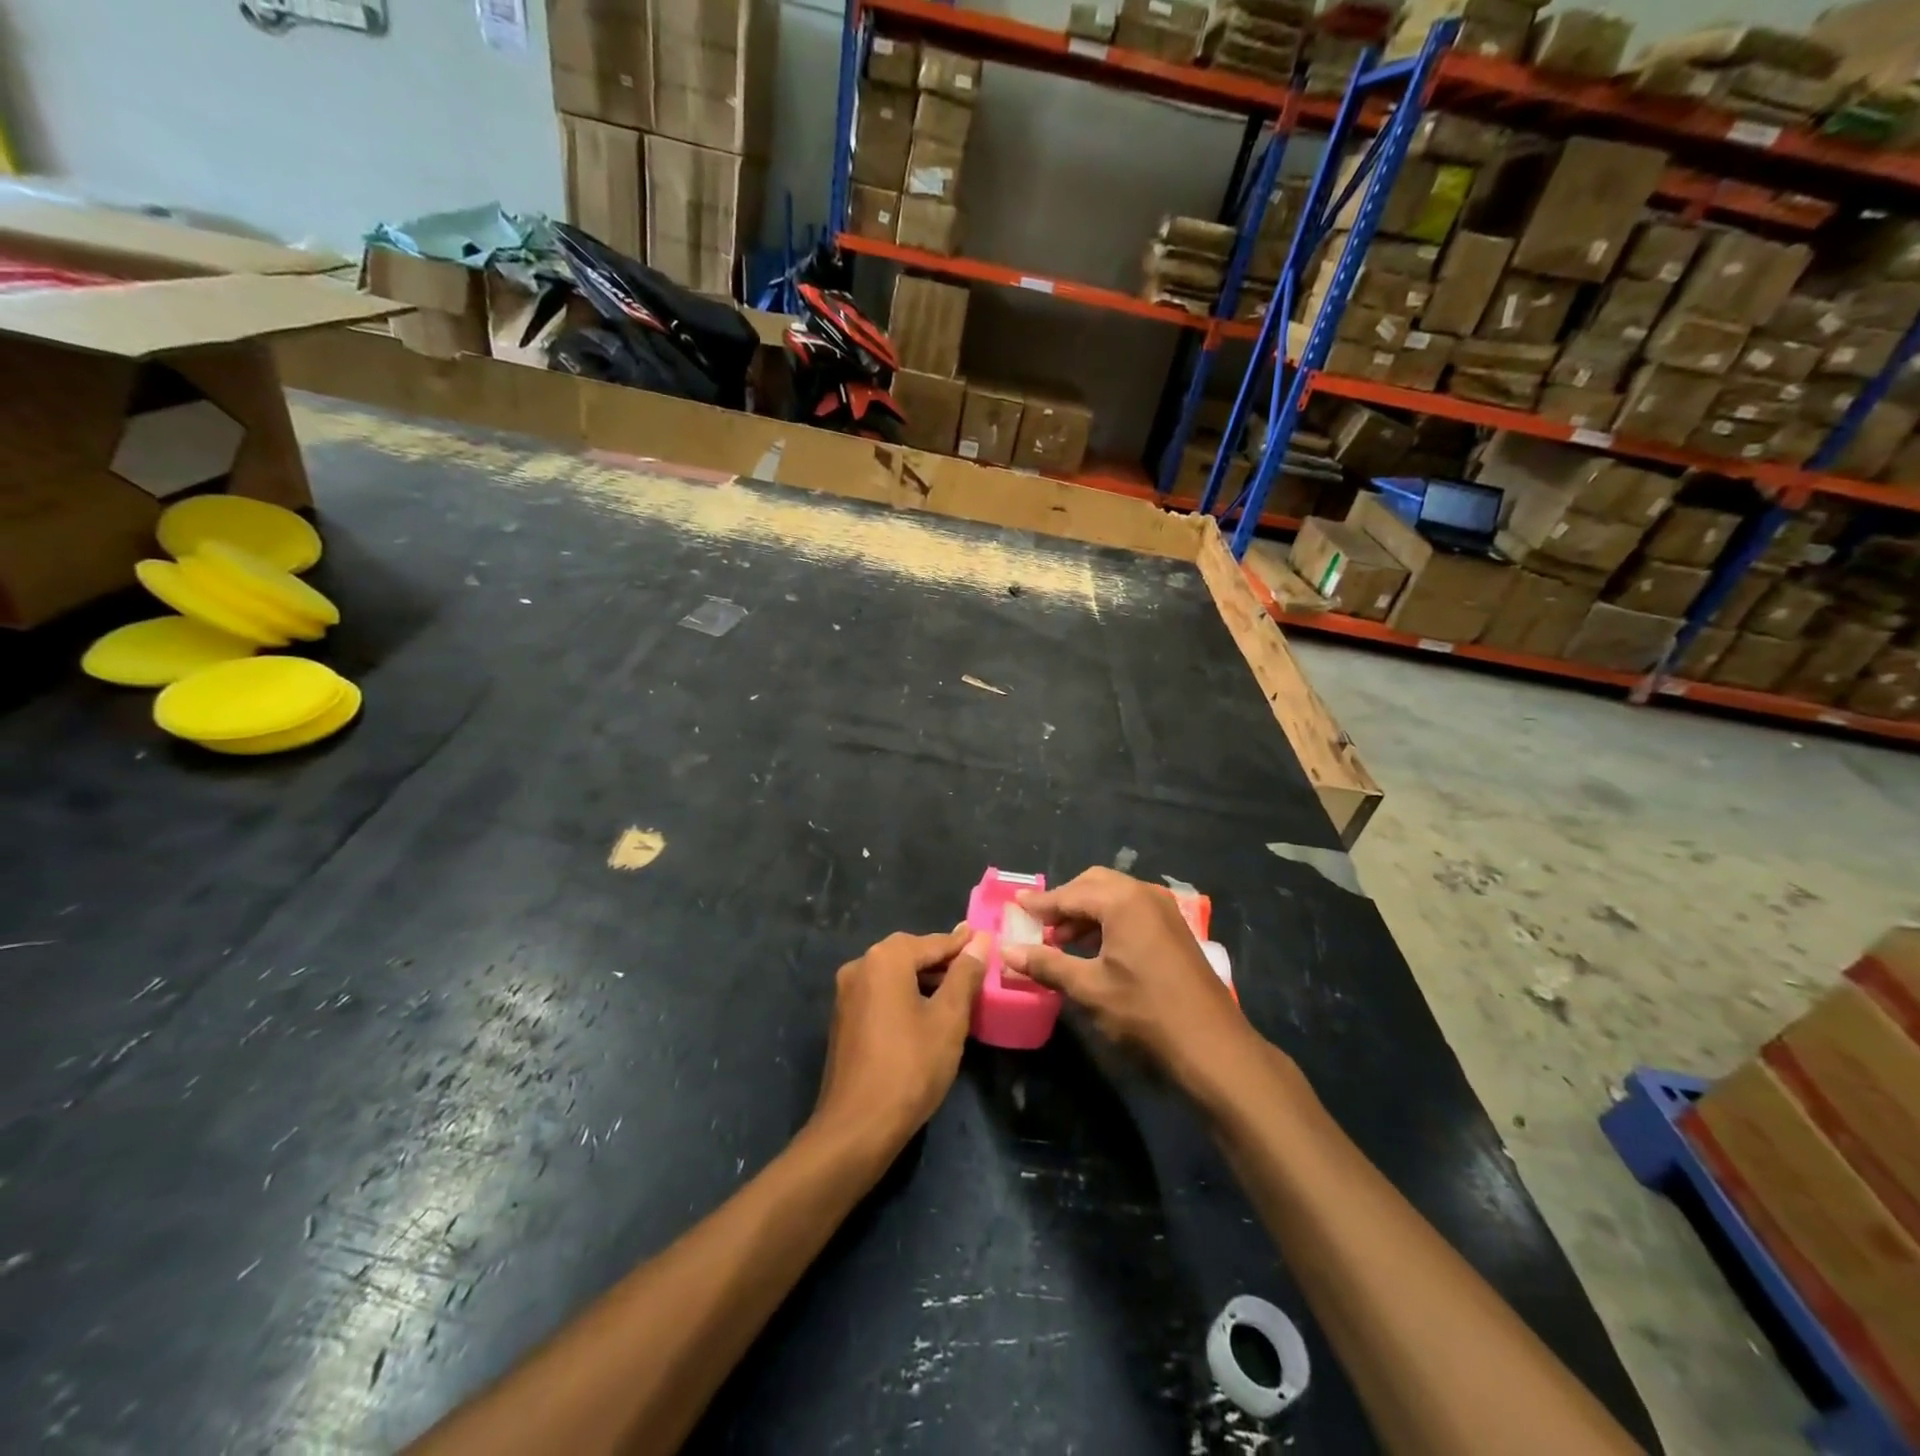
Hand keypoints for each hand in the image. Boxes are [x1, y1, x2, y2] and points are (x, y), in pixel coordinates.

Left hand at [812, 927, 988, 1156]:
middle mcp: (860, 966)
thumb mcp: (948, 1019)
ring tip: (957, 991)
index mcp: (884, 959)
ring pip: (893, 974)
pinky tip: (926, 1012)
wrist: (857, 1127)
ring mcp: (847, 993)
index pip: (932, 942)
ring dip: (924, 978)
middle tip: (974, 967)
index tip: (986, 940)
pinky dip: (905, 994)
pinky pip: (881, 993)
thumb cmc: (910, 1067)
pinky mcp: (844, 1018)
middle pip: (909, 953)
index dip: (962, 944)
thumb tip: (978, 940)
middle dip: (942, 960)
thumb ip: (964, 974)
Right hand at [1001, 868, 1251, 1092]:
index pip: (1070, 894)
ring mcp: (1163, 910)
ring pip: (1114, 896)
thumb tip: (1006, 952)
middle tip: (1040, 926)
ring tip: (1061, 942)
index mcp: (1122, 900)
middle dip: (1064, 902)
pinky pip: (1131, 910)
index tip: (1015, 906)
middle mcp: (1144, 894)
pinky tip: (1094, 950)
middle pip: (1093, 884)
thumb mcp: (1089, 988)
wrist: (1211, 1044)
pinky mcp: (1173, 928)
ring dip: (1085, 913)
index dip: (1040, 903)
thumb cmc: (1144, 1011)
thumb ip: (1046, 964)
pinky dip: (1107, 921)